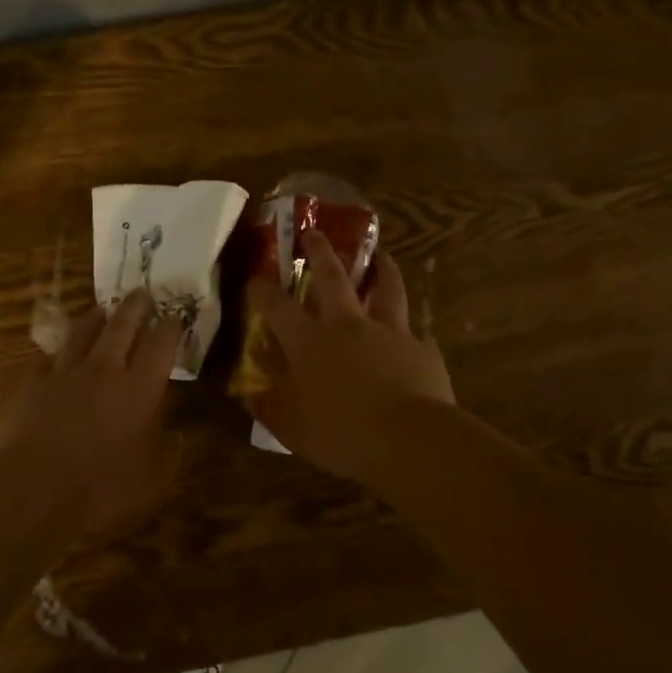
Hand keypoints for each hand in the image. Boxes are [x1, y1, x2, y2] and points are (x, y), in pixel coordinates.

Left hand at [0, 289, 182, 534]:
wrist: (34, 486)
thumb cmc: (102, 486)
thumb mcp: (152, 478)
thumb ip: (169, 452)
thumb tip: (179, 435)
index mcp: (139, 388)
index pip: (160, 345)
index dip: (170, 327)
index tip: (175, 317)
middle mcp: (104, 370)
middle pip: (122, 326)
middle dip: (135, 306)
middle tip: (142, 293)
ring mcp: (65, 372)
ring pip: (82, 332)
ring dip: (96, 317)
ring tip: (102, 309)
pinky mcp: (33, 383)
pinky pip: (49, 358)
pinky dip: (59, 353)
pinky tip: (58, 354)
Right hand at [246, 230, 454, 484]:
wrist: (411, 440)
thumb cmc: (341, 433)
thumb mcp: (291, 428)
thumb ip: (268, 406)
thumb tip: (249, 394)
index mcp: (309, 340)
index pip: (277, 304)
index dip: (262, 289)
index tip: (255, 277)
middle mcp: (347, 325)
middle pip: (332, 276)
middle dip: (320, 251)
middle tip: (314, 232)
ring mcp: (390, 332)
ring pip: (386, 288)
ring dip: (382, 268)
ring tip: (381, 254)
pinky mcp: (422, 350)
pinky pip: (414, 332)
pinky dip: (408, 329)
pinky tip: (410, 334)